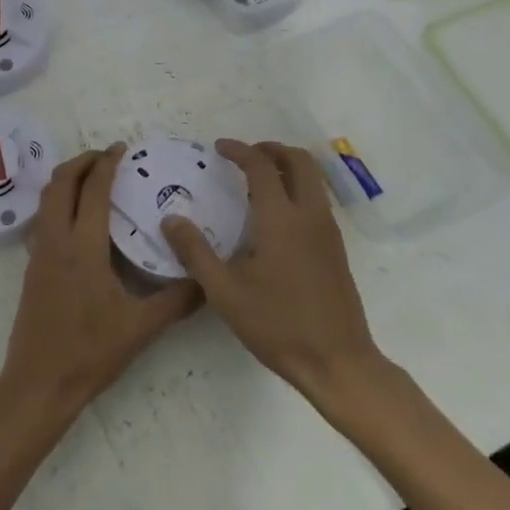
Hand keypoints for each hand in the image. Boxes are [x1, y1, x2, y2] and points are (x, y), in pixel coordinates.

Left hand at [0, 145, 200, 420]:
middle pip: (60, 184)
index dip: (106, 164)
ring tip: (92, 178)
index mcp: (82, 249)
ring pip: (46, 200)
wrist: (38, 384)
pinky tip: (78, 218)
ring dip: (66, 179)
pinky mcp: (32, 268)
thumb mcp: (140, 328)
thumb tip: (208, 280)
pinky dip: (58, 202)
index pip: (93, 192)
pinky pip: (42, 219)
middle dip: (81, 162)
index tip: (122, 149)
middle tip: (107, 156)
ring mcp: (39, 254)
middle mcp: (56, 242)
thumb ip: (177, 301)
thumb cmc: (89, 353)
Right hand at [162, 140, 385, 400]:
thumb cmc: (278, 325)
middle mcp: (310, 215)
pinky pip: (317, 199)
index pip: (261, 166)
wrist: (338, 362)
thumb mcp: (226, 292)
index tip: (218, 148)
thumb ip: (196, 252)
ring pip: (313, 178)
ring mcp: (329, 231)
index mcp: (282, 219)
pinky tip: (275, 216)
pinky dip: (298, 188)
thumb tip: (170, 219)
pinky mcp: (336, 248)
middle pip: (299, 160)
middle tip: (244, 156)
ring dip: (287, 167)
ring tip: (257, 181)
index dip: (239, 150)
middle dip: (271, 149)